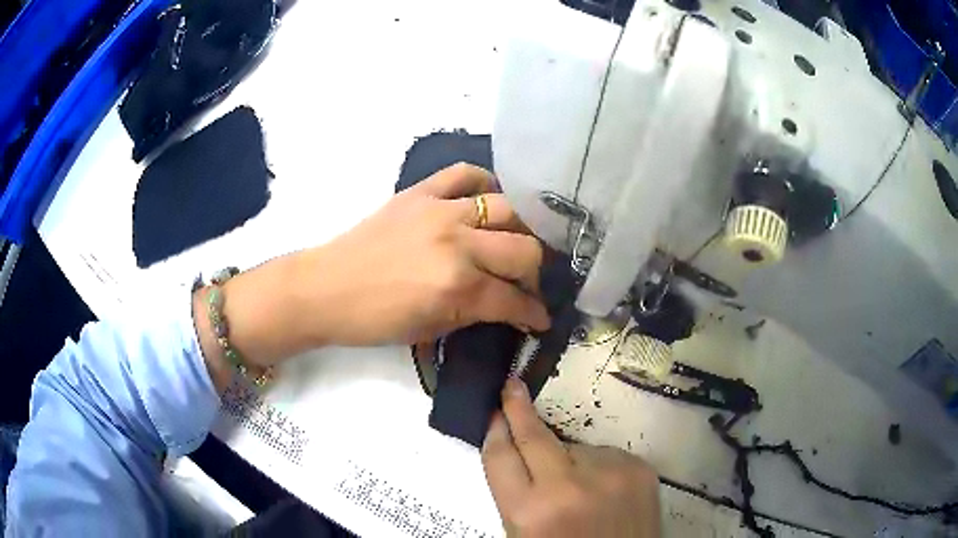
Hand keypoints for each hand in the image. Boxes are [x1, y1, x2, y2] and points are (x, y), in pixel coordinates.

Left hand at [196, 163, 550, 390]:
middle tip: (528, 282)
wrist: (326, 288)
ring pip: (508, 208)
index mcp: (458, 287)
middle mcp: (458, 242)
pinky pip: (465, 173)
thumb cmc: (374, 320)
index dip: (535, 312)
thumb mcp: (430, 329)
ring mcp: (440, 210)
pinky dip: (485, 183)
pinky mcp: (421, 191)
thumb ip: (475, 312)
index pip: (515, 299)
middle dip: (536, 272)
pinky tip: (488, 198)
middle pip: (525, 248)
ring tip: (516, 242)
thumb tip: (506, 305)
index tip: (543, 316)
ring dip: (521, 230)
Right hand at [482, 379, 660, 537]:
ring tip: (578, 490)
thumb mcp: (523, 533)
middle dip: (518, 408)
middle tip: (511, 387)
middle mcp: (569, 487)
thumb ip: (516, 493)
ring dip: (568, 459)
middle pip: (535, 435)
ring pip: (575, 447)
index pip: (500, 456)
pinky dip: (597, 467)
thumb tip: (513, 447)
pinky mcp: (639, 467)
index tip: (493, 411)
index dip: (494, 430)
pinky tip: (603, 491)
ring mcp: (610, 474)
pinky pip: (605, 454)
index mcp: (530, 512)